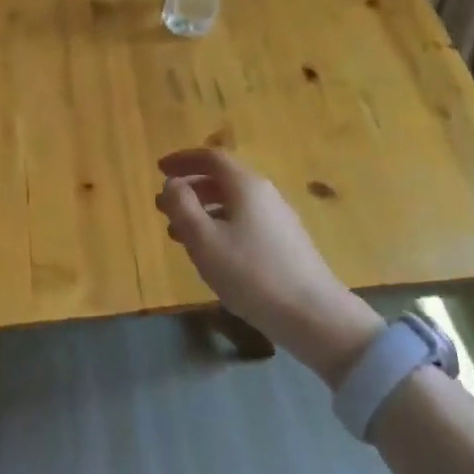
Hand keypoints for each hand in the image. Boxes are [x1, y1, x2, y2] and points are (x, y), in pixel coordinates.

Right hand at [156, 148, 382, 386]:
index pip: (211, 157)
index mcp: (246, 185)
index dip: (183, 160)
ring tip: (178, 233)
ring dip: (203, 210)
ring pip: (233, 203)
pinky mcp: (285, 243)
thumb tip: (172, 183)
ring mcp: (278, 219)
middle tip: (164, 205)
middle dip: (190, 188)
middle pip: (223, 179)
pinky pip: (244, 221)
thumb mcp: (204, 240)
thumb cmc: (251, 274)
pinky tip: (211, 253)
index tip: (159, 169)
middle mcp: (265, 194)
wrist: (314, 316)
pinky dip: (220, 226)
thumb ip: (182, 207)